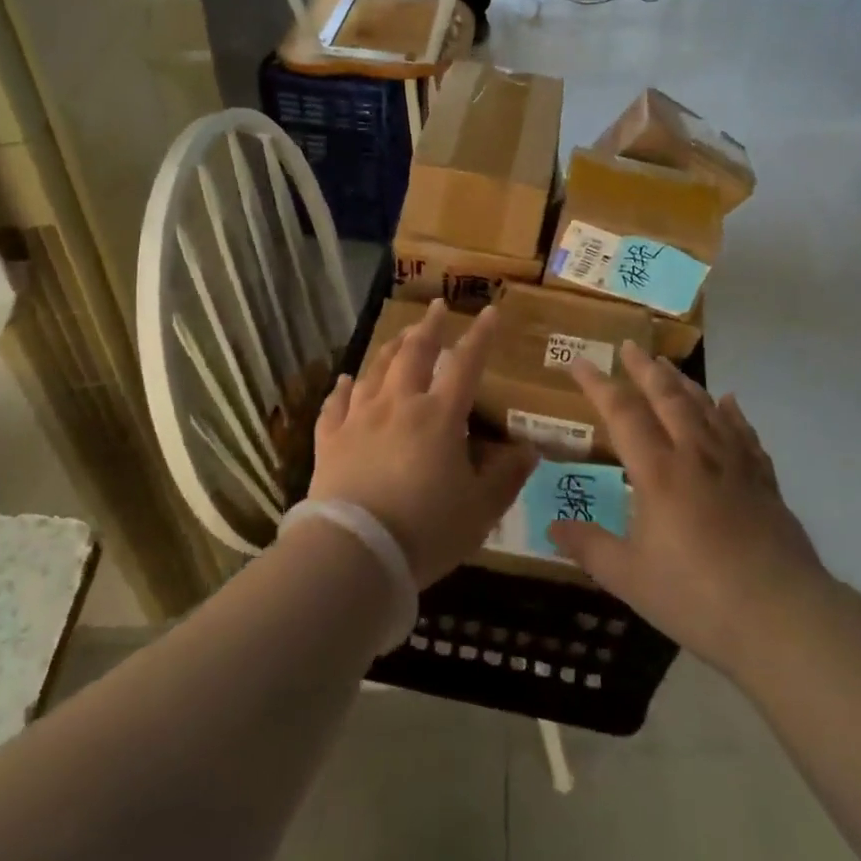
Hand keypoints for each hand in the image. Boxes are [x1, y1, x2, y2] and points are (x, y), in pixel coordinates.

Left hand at [309, 301, 536, 587]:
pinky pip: (336, 405)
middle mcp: (399, 404)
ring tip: (400, 335)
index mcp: (439, 416)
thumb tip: (530, 450)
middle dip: (428, 327)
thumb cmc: (426, 531)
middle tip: (436, 307)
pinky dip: (342, 389)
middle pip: (414, 353)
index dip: (480, 336)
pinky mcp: (331, 440)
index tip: (489, 311)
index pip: (465, 364)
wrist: (354, 553)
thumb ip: (506, 477)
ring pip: (375, 370)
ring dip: (390, 348)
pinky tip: (345, 380)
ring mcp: (360, 419)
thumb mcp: (480, 510)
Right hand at [550, 344, 826, 678]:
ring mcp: (734, 464)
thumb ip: (591, 548)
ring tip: (667, 365)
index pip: (621, 412)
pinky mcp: (763, 481)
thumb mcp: (630, 579)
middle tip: (629, 345)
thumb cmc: (697, 597)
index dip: (597, 384)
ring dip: (683, 382)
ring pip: (705, 407)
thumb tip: (553, 528)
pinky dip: (732, 413)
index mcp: (657, 471)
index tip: (578, 361)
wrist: (783, 618)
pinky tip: (729, 401)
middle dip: (644, 368)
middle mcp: (694, 454)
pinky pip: (744, 433)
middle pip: (666, 396)